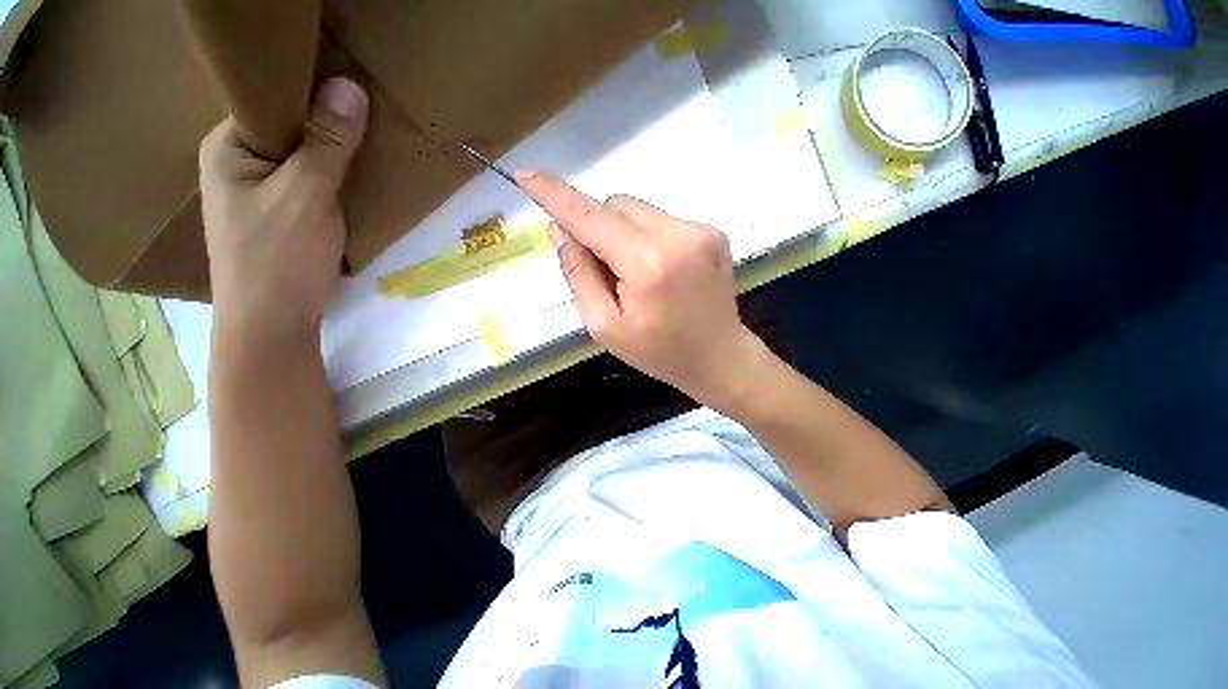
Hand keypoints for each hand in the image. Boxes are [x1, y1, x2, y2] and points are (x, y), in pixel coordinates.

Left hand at [199, 77, 368, 343]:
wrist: (274, 324)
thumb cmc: (279, 258)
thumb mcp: (306, 196)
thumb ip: (326, 144)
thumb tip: (350, 86)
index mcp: (229, 144)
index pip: (271, 98)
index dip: (312, 90)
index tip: (356, 87)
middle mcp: (240, 160)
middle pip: (290, 127)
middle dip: (330, 124)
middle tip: (373, 117)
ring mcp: (262, 189)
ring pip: (305, 156)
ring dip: (337, 153)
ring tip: (373, 143)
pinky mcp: (285, 212)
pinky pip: (313, 181)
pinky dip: (337, 177)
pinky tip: (359, 177)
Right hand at [517, 170, 768, 408]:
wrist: (719, 357)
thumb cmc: (658, 352)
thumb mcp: (605, 326)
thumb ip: (579, 275)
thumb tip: (561, 230)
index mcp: (647, 265)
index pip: (590, 218)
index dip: (555, 196)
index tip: (526, 175)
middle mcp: (677, 235)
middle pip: (615, 205)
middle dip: (598, 229)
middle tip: (606, 272)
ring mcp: (701, 229)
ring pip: (638, 209)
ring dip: (623, 233)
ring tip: (637, 275)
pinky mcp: (713, 231)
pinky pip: (662, 219)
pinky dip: (648, 237)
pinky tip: (660, 270)